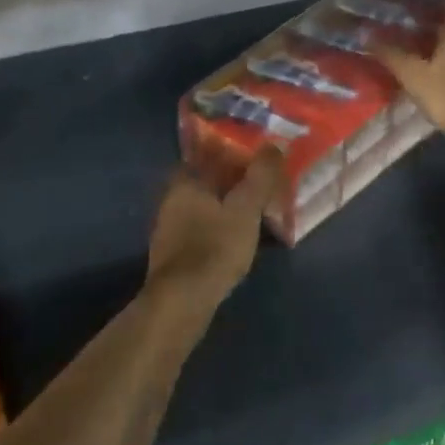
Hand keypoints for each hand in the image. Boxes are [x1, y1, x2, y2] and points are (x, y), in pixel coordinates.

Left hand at [145, 151, 282, 307]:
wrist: (182, 300)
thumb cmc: (215, 246)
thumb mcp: (246, 208)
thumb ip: (260, 175)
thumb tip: (275, 144)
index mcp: (186, 180)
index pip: (212, 153)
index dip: (238, 155)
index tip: (262, 163)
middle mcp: (171, 197)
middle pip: (209, 180)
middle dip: (235, 183)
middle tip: (264, 190)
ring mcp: (169, 226)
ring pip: (205, 206)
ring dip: (228, 207)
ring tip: (256, 216)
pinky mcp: (173, 251)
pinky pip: (202, 228)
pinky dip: (219, 228)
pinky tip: (236, 240)